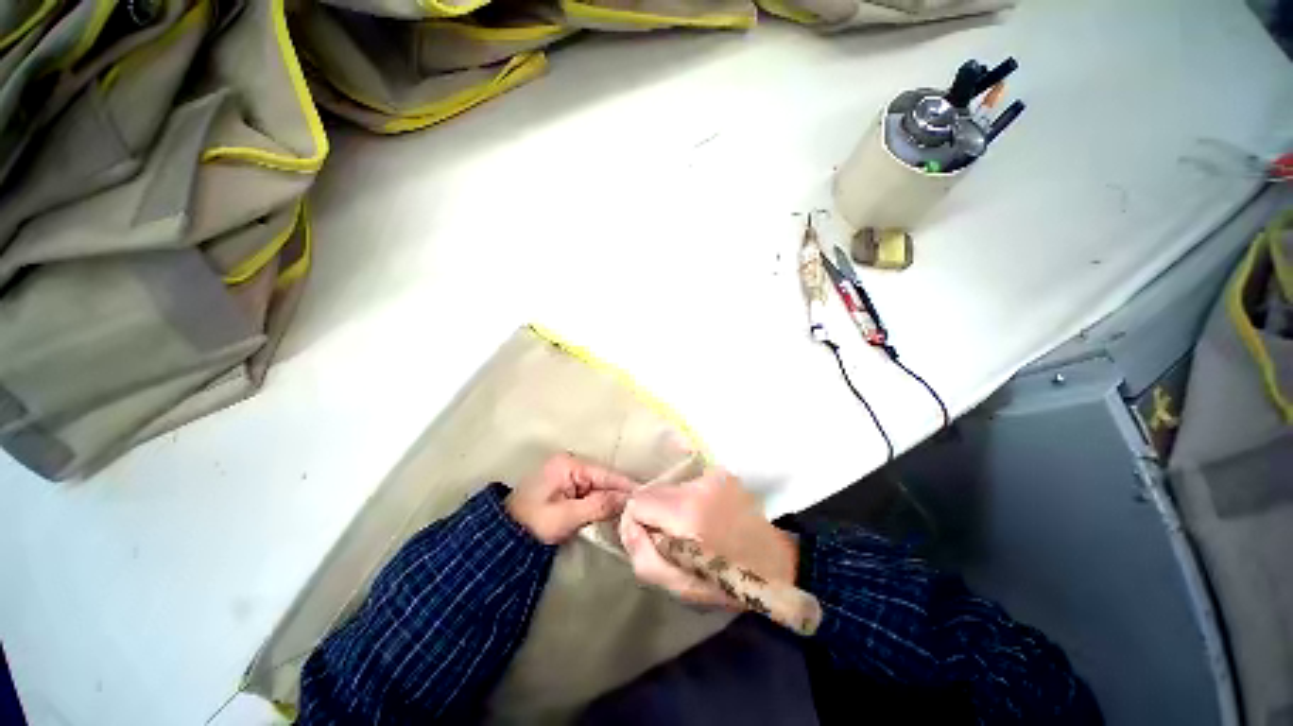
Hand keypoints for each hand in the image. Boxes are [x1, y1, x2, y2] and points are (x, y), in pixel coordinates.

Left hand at [506, 454, 636, 544]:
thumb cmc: (533, 524)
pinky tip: (614, 511)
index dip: (625, 486)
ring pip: (598, 485)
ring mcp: (568, 474)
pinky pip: (590, 491)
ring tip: (632, 511)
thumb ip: (598, 505)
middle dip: (620, 493)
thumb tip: (627, 500)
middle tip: (641, 509)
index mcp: (568, 464)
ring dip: (611, 499)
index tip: (646, 496)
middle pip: (603, 478)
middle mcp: (570, 463)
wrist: (504, 537)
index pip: (605, 473)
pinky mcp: (566, 485)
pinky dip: (601, 501)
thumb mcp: (566, 516)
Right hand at [619, 468, 797, 607]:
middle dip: (655, 514)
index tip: (652, 541)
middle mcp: (699, 484)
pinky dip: (690, 500)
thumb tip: (628, 524)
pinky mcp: (722, 474)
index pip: (638, 501)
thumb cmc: (727, 582)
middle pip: (653, 491)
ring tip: (693, 529)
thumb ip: (643, 556)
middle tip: (674, 539)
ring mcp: (713, 476)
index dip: (637, 523)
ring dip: (673, 507)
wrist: (774, 562)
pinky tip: (707, 518)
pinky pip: (689, 485)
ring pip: (671, 487)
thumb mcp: (680, 587)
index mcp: (686, 512)